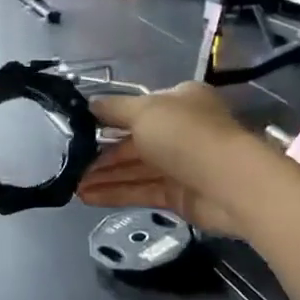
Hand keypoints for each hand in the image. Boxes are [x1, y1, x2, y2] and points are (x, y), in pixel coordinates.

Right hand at [75, 83, 256, 236]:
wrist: (229, 183)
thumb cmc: (185, 135)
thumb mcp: (144, 111)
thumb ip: (114, 109)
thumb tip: (89, 104)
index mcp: (178, 102)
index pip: (136, 109)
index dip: (107, 119)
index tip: (78, 130)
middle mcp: (180, 131)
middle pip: (133, 142)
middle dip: (102, 154)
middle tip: (70, 165)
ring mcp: (180, 165)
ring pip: (135, 169)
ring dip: (104, 176)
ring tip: (73, 186)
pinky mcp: (179, 195)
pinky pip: (141, 191)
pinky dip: (116, 193)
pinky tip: (88, 197)